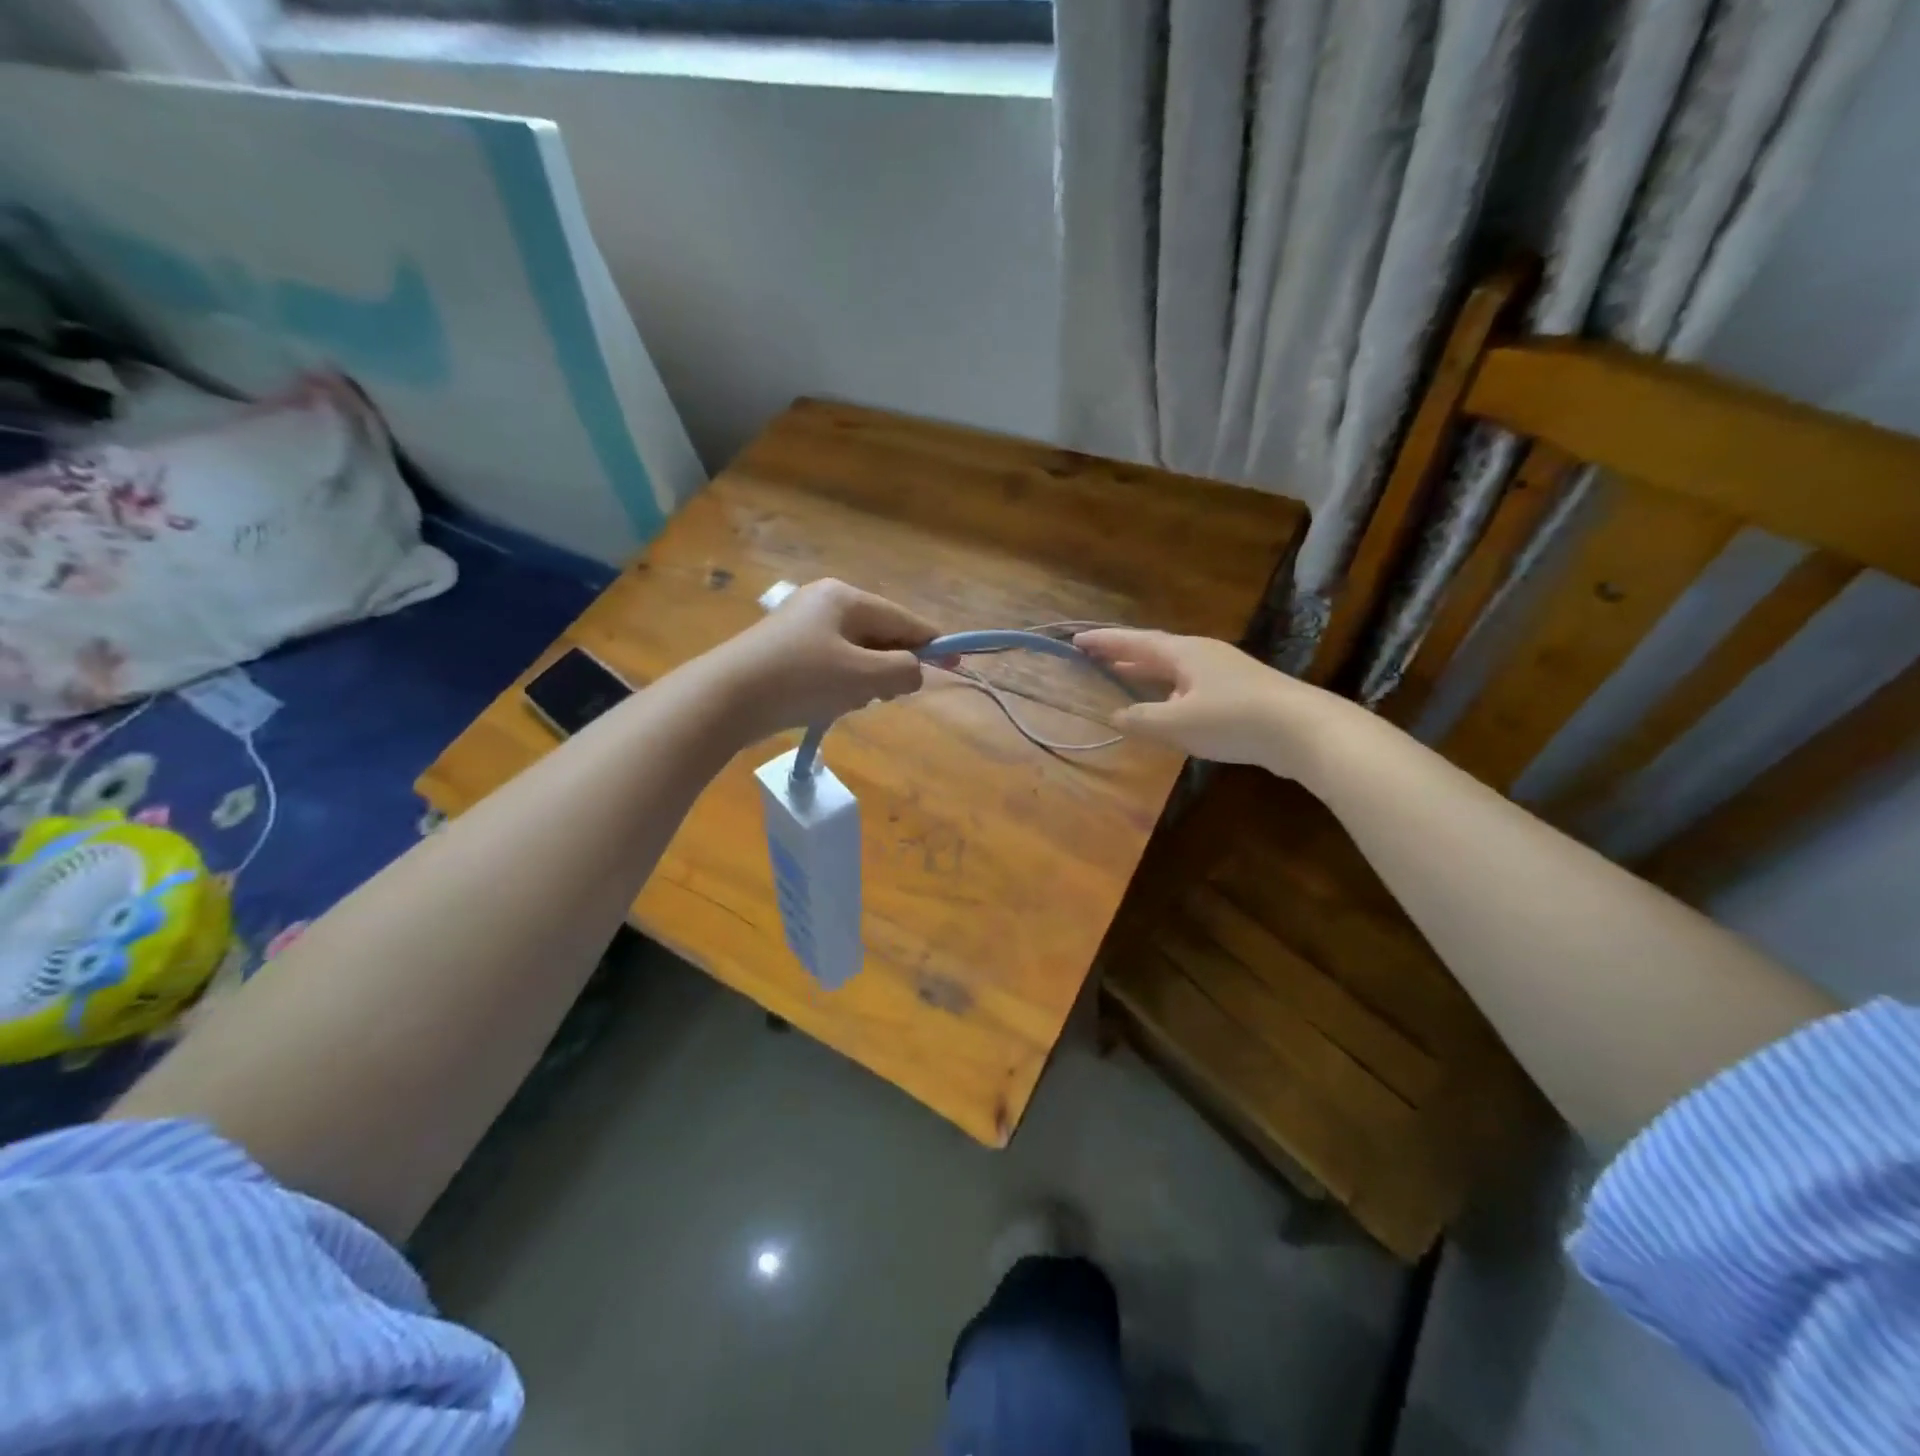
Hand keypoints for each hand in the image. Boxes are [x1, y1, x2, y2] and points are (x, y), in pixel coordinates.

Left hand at [710, 579, 938, 740]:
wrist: (724, 699)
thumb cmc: (800, 680)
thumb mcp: (862, 676)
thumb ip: (902, 671)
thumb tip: (915, 670)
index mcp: (844, 598)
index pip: (902, 619)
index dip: (932, 643)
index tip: (957, 662)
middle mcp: (824, 602)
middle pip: (879, 635)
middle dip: (889, 667)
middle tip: (885, 696)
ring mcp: (801, 626)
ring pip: (856, 653)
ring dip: (863, 680)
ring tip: (848, 702)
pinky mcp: (785, 650)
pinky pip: (831, 664)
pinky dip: (840, 683)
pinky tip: (828, 704)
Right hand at [1075, 628, 1356, 773]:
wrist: (1304, 730)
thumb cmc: (1234, 719)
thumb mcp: (1178, 723)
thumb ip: (1141, 720)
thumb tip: (1115, 715)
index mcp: (1184, 653)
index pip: (1134, 642)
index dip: (1104, 642)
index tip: (1076, 640)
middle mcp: (1202, 655)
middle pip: (1154, 651)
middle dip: (1122, 655)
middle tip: (1093, 658)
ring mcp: (1223, 672)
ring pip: (1173, 669)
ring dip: (1145, 674)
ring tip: (1122, 679)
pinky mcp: (1239, 692)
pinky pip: (1190, 686)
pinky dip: (1167, 692)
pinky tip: (1166, 709)